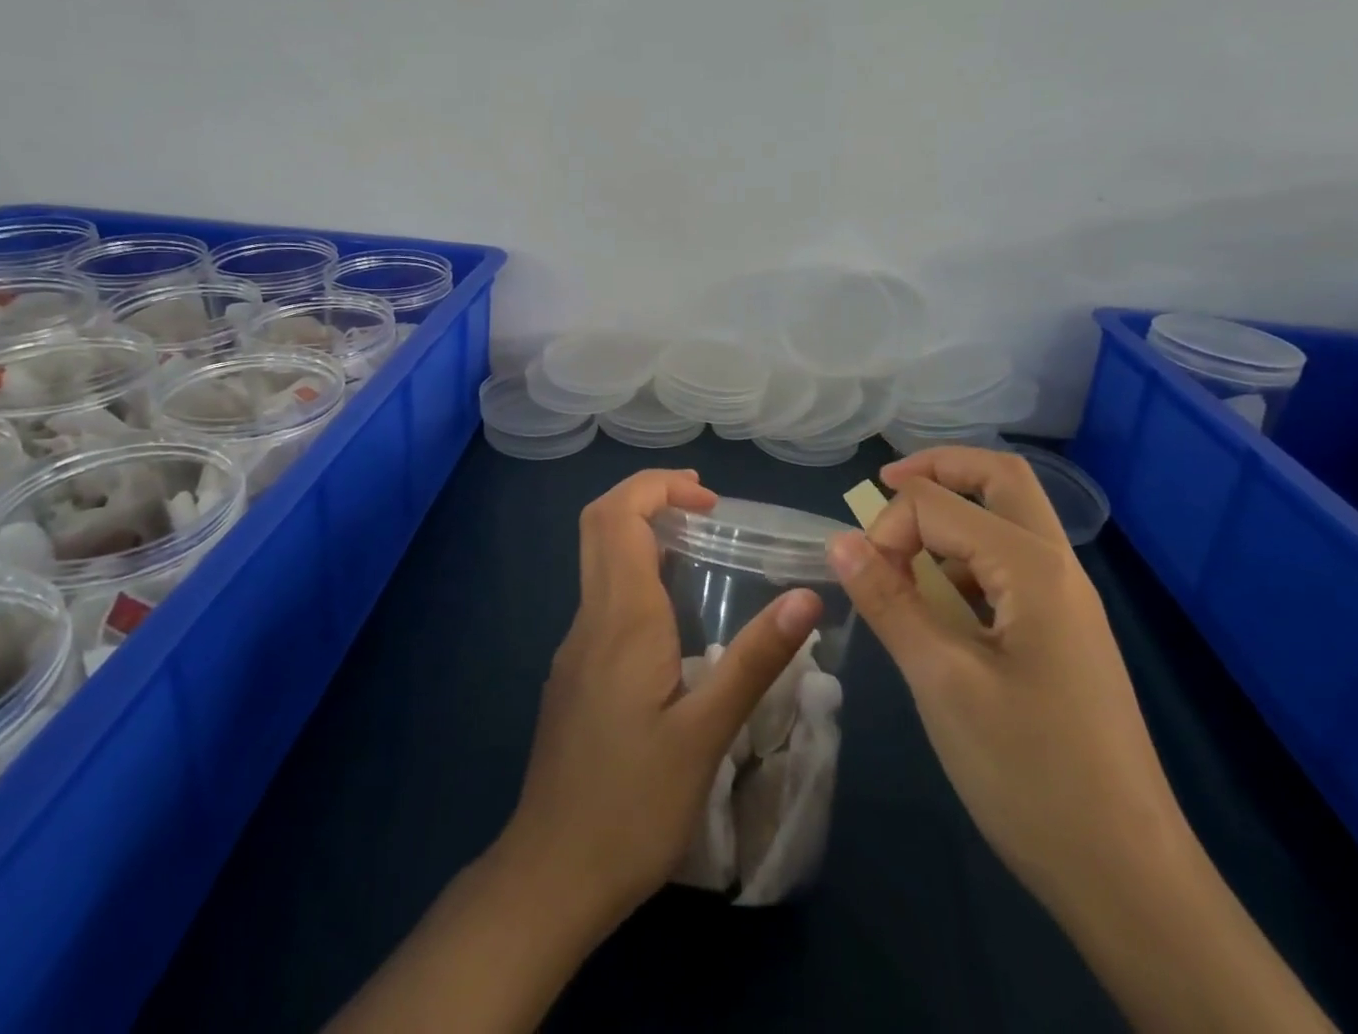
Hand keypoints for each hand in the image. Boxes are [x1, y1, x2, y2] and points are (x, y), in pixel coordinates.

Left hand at [504, 468, 823, 933]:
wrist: (551, 873)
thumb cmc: (632, 804)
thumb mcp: (707, 734)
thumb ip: (756, 659)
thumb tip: (806, 597)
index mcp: (621, 617)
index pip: (618, 514)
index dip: (658, 485)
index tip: (709, 499)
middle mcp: (591, 617)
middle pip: (599, 523)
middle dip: (647, 495)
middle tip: (704, 507)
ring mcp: (576, 645)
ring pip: (598, 558)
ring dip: (641, 532)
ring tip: (699, 548)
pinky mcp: (574, 672)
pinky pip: (602, 596)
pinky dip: (635, 572)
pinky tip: (674, 616)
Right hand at [827, 448, 1185, 906]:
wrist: (1128, 876)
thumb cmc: (1029, 772)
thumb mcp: (941, 681)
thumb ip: (888, 601)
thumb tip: (840, 541)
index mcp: (1031, 567)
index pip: (940, 504)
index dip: (890, 526)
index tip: (864, 577)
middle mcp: (1057, 568)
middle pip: (999, 479)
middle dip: (939, 470)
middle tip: (885, 485)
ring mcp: (1066, 602)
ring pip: (1007, 521)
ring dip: (952, 518)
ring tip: (903, 559)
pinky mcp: (1063, 634)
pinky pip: (1010, 568)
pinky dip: (966, 561)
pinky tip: (937, 607)